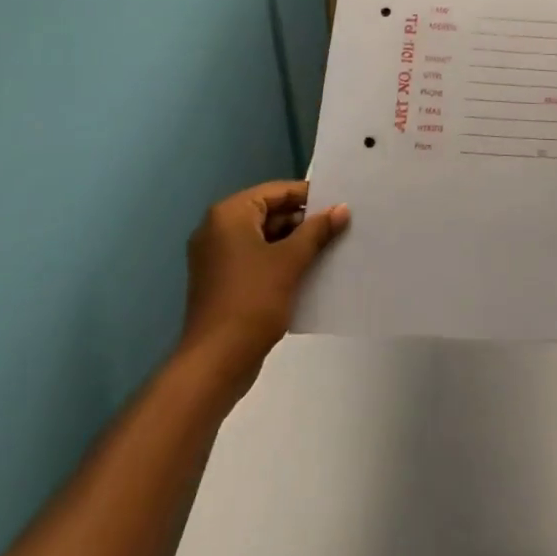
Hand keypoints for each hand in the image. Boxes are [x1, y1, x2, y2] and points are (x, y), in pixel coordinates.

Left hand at [179, 181, 348, 402]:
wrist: (215, 364)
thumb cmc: (252, 301)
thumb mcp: (290, 261)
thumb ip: (317, 231)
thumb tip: (341, 208)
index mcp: (229, 215)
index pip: (276, 192)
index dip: (309, 197)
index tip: (339, 205)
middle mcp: (217, 230)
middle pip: (270, 213)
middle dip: (303, 222)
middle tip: (338, 228)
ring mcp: (217, 258)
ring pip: (265, 238)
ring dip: (295, 244)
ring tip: (330, 249)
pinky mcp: (222, 282)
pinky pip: (256, 260)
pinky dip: (280, 262)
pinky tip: (309, 272)